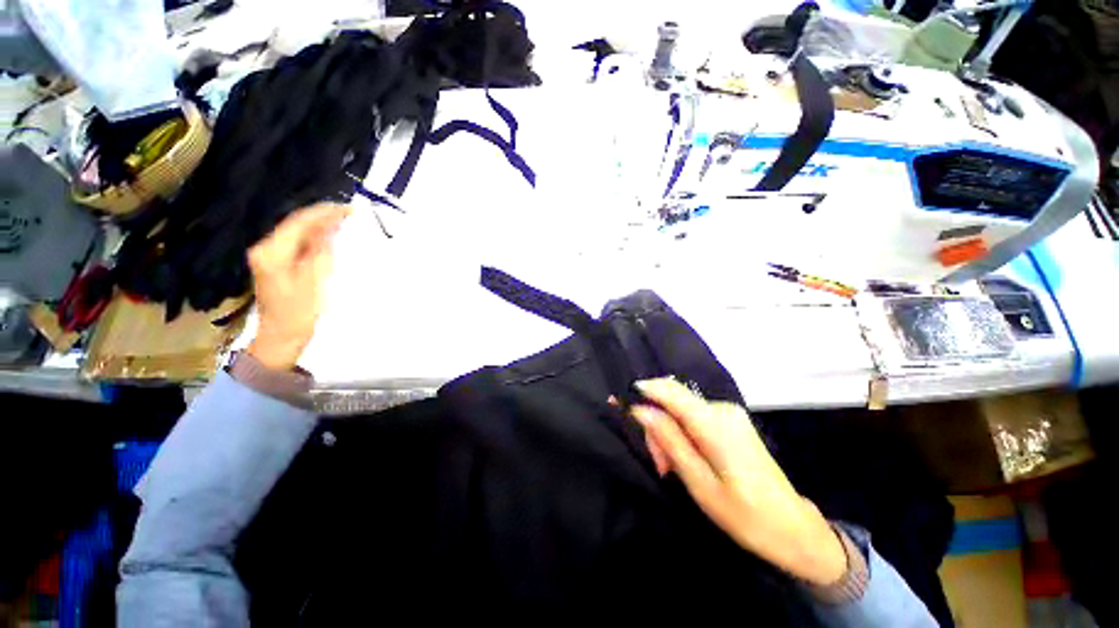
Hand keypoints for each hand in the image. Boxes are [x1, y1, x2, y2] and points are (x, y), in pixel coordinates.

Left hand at [246, 203, 350, 370]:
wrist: (281, 337)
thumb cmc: (299, 312)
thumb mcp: (313, 280)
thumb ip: (320, 250)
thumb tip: (331, 226)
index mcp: (271, 251)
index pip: (299, 222)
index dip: (323, 213)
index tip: (347, 208)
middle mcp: (266, 248)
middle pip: (296, 224)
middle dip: (322, 216)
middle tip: (348, 212)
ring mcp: (269, 256)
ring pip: (297, 233)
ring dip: (319, 225)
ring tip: (343, 220)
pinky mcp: (276, 264)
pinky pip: (297, 243)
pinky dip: (314, 238)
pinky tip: (329, 236)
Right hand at [630, 378, 846, 586]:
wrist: (794, 529)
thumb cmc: (746, 516)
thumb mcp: (699, 483)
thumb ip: (669, 440)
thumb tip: (641, 409)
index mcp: (715, 423)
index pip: (671, 390)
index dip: (643, 390)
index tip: (618, 402)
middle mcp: (722, 409)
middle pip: (673, 402)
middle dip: (657, 427)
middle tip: (660, 465)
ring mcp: (729, 414)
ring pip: (680, 411)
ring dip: (668, 435)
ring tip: (670, 469)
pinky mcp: (730, 422)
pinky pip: (693, 418)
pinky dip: (682, 436)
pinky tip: (685, 461)